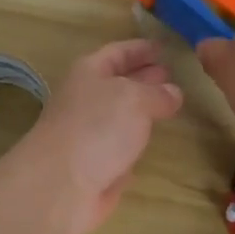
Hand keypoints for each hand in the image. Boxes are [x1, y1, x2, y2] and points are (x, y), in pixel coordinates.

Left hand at [5, 40, 183, 233]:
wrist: (60, 186)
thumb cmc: (96, 128)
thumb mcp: (134, 99)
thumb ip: (157, 93)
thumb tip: (173, 93)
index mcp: (89, 72)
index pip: (118, 52)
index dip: (140, 48)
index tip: (164, 47)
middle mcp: (87, 99)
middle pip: (119, 82)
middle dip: (145, 77)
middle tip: (172, 75)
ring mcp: (90, 133)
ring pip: (121, 115)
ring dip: (143, 110)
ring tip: (171, 106)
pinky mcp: (96, 164)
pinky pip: (121, 144)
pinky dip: (136, 140)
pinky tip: (153, 140)